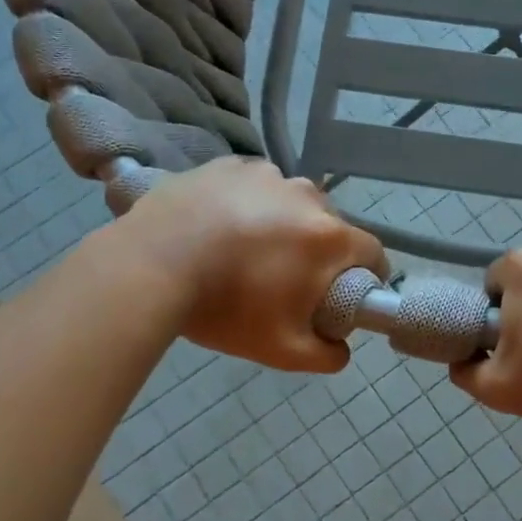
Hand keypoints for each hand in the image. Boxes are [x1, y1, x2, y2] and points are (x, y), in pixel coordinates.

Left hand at [121, 158, 385, 372]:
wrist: (148, 266)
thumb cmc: (225, 307)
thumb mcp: (281, 350)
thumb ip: (326, 356)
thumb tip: (341, 348)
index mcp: (329, 237)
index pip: (373, 253)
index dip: (365, 276)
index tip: (342, 293)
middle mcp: (307, 195)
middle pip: (330, 227)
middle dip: (318, 251)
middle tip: (283, 278)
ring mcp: (266, 174)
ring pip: (291, 203)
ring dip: (283, 223)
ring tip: (244, 250)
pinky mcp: (230, 164)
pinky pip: (254, 186)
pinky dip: (247, 204)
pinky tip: (219, 226)